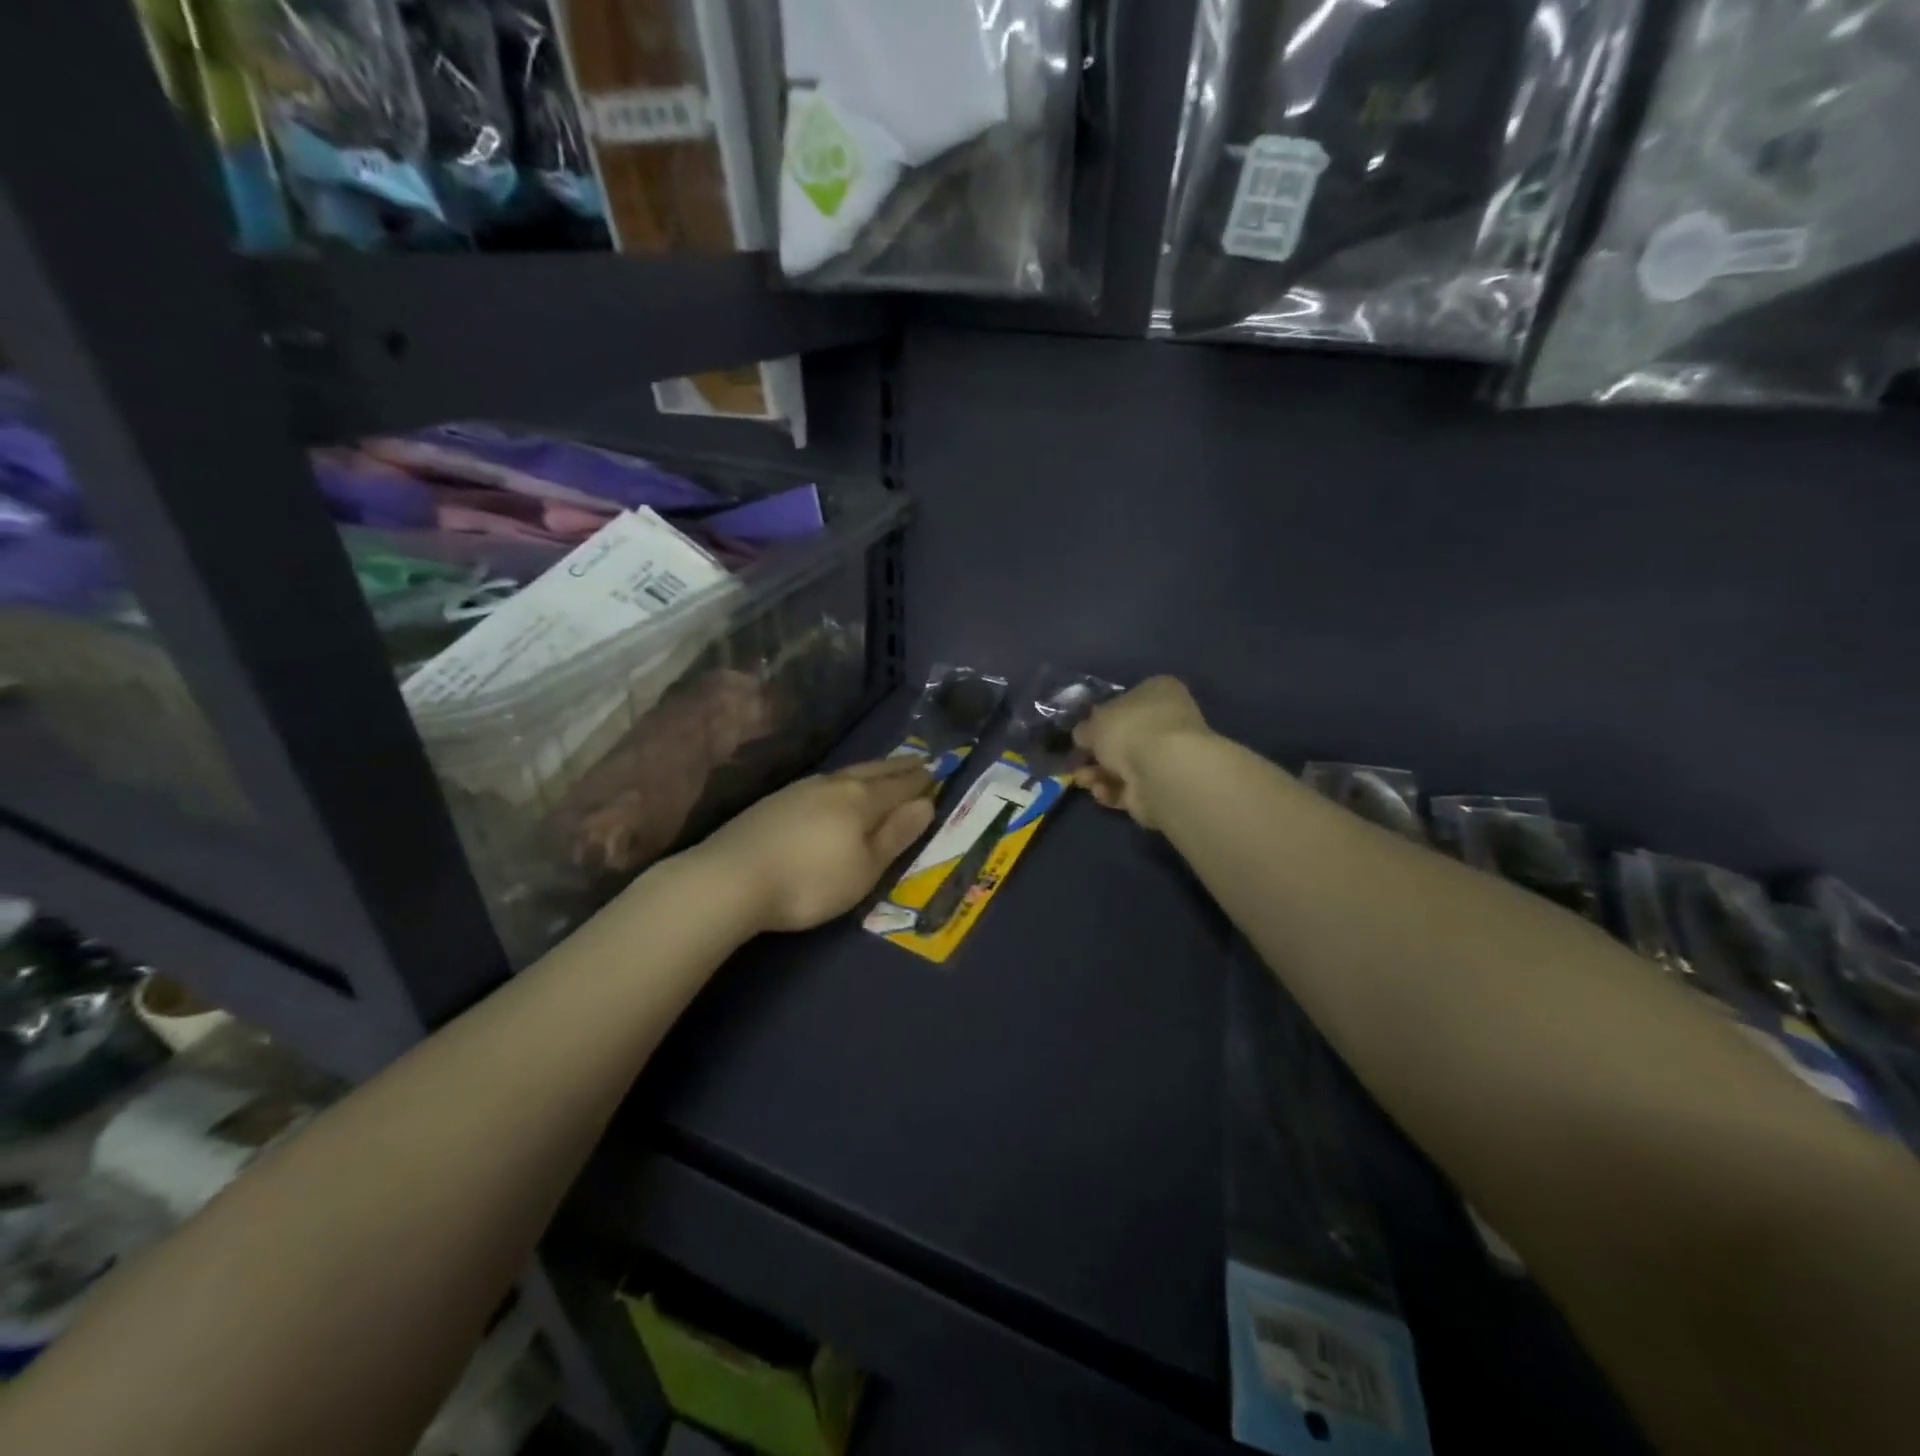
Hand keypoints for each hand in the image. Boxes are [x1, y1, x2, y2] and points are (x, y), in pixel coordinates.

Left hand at [698, 759, 936, 932]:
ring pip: (846, 772)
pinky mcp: (776, 801)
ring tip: (883, 769)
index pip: (900, 785)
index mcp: (861, 800)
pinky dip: (843, 780)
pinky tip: (835, 788)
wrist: (730, 879)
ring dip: (870, 770)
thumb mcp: (864, 868)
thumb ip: (895, 835)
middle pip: (874, 771)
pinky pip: (823, 781)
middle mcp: (834, 784)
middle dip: (899, 767)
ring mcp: (801, 789)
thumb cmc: (810, 881)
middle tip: (918, 760)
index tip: (938, 771)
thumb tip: (926, 804)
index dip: (921, 781)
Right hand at [1072, 677, 1211, 829]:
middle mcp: (1168, 721)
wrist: (1162, 770)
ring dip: (1098, 774)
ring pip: (1125, 765)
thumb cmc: (1130, 729)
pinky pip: (1131, 788)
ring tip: (1082, 779)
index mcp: (1159, 691)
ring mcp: (1169, 756)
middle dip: (1097, 752)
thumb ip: (1086, 728)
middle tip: (1076, 760)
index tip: (1083, 731)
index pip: (1128, 699)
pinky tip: (1101, 791)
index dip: (1102, 716)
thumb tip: (1083, 735)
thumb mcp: (1094, 721)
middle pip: (1125, 736)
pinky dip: (1112, 791)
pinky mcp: (1164, 787)